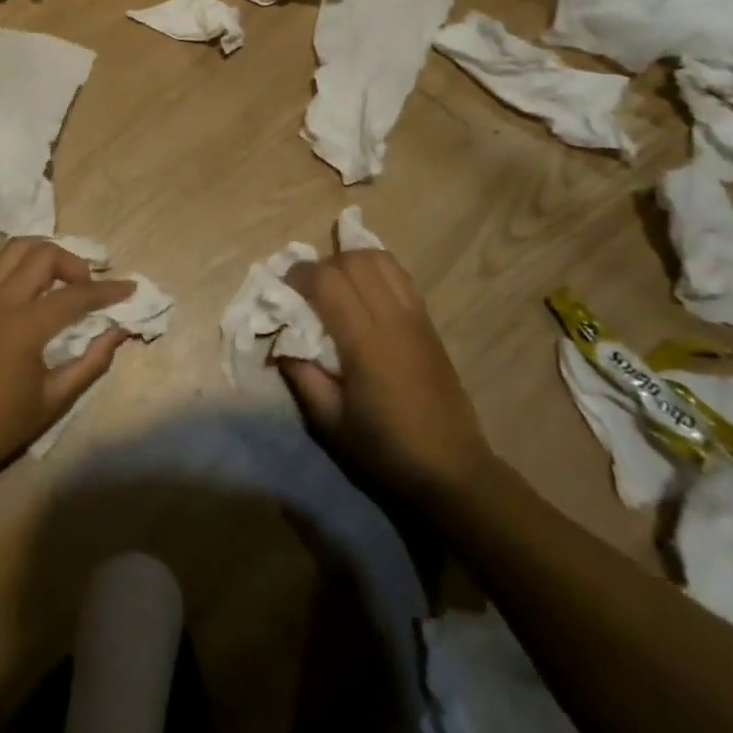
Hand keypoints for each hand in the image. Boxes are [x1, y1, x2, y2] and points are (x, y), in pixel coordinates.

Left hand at [0, 238, 134, 482]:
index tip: (130, 288)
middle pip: (43, 254)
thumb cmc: (0, 426)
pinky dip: (23, 269)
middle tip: (87, 288)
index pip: (75, 295)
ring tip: (61, 281)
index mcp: (23, 325)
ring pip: (15, 250)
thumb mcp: (54, 400)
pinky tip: (34, 296)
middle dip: (74, 263)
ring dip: (45, 256)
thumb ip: (91, 362)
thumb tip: (118, 332)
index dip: (107, 290)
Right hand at [278, 250, 491, 509]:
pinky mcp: (429, 322)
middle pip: (353, 260)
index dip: (300, 275)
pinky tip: (365, 290)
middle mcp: (392, 318)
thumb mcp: (329, 423)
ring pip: (380, 259)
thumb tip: (279, 340)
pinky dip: (376, 269)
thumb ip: (301, 375)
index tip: (284, 290)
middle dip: (323, 265)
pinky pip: (400, 275)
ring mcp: (415, 317)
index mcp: (365, 342)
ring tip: (336, 285)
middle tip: (307, 290)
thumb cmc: (385, 452)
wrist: (452, 472)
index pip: (327, 280)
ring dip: (351, 261)